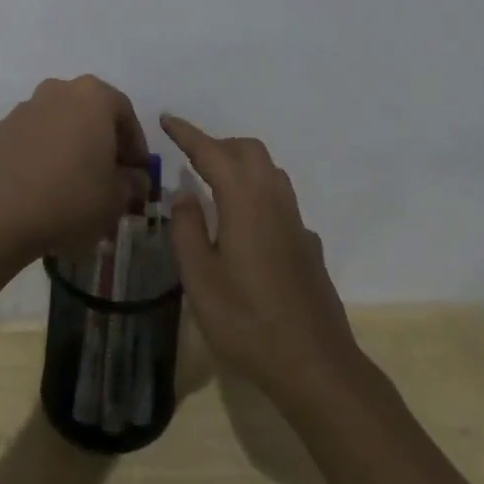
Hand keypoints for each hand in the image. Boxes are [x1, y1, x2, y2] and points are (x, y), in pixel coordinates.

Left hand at [0, 76, 149, 263]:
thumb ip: (133, 183)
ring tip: (71, 183)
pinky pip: (28, 140)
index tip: (137, 172)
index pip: (125, 113)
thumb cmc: (71, 199)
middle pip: (89, 112)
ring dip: (68, 145)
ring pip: (56, 123)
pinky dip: (38, 156)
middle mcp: (57, 90)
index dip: (135, 144)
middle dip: (101, 141)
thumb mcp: (117, 199)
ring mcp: (23, 108)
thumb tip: (133, 178)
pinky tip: (40, 187)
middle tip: (107, 175)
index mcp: (92, 96)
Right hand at [161, 114, 360, 400]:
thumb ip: (187, 229)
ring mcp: (295, 219)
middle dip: (218, 145)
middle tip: (191, 158)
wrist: (316, 365)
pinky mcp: (307, 242)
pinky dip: (257, 192)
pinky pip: (279, 198)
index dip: (187, 133)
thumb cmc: (248, 322)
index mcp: (244, 199)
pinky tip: (246, 225)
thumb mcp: (200, 280)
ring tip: (215, 184)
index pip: (211, 151)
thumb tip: (184, 193)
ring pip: (268, 170)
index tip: (167, 118)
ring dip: (240, 163)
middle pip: (247, 150)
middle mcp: (272, 198)